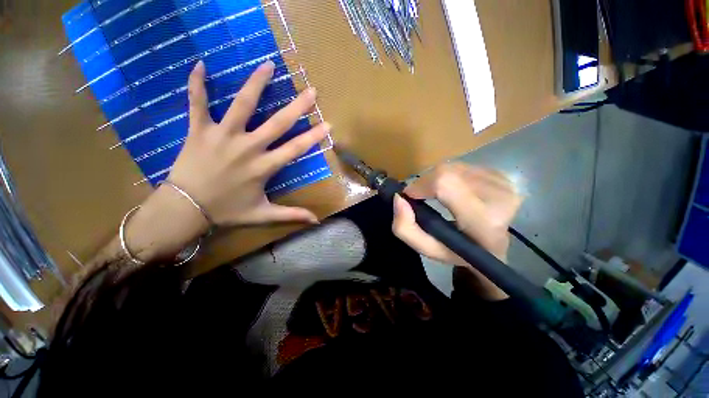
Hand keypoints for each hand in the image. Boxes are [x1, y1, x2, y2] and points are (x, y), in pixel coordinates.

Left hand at [167, 60, 329, 226]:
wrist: (186, 209)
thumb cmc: (227, 211)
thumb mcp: (263, 215)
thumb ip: (291, 215)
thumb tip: (317, 221)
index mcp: (264, 167)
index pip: (296, 148)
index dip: (314, 136)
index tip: (328, 124)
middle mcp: (248, 148)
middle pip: (278, 123)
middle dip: (297, 107)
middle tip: (311, 91)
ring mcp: (222, 136)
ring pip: (242, 105)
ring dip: (256, 84)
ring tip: (268, 65)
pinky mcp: (199, 130)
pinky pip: (197, 103)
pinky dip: (196, 84)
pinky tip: (199, 64)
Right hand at [392, 163, 522, 297]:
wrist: (493, 249)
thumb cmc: (458, 252)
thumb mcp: (427, 249)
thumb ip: (405, 228)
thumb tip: (399, 198)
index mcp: (483, 221)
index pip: (446, 185)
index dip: (422, 185)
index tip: (411, 196)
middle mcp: (500, 197)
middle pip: (448, 172)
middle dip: (426, 181)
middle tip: (421, 196)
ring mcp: (504, 183)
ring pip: (454, 167)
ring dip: (437, 179)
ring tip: (438, 195)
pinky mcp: (502, 175)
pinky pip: (463, 166)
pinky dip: (450, 175)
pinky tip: (453, 189)